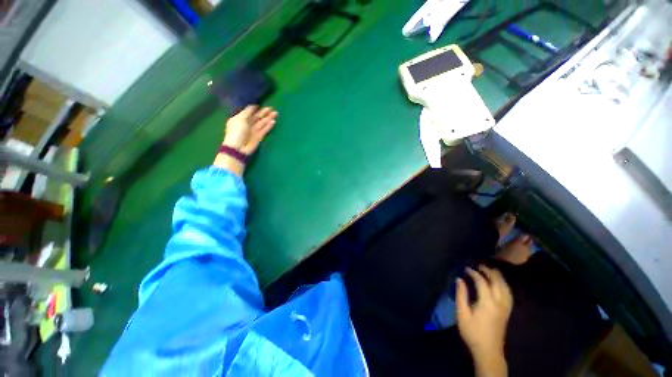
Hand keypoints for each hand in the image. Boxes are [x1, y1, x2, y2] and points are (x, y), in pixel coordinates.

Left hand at [223, 105, 277, 154]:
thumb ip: (247, 112)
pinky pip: (264, 130)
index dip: (255, 109)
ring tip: (276, 114)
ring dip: (268, 118)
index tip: (261, 105)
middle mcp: (247, 124)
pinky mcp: (259, 137)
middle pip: (257, 117)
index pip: (249, 113)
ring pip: (262, 123)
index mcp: (240, 119)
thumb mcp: (240, 119)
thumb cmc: (237, 131)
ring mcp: (253, 131)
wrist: (239, 148)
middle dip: (264, 113)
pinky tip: (273, 122)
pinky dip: (268, 126)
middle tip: (272, 109)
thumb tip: (253, 106)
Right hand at [456, 266, 512, 368]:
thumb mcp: (462, 314)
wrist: (488, 351)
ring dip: (498, 277)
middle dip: (489, 271)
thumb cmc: (472, 332)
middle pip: (498, 282)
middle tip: (479, 265)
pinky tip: (499, 283)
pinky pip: (508, 293)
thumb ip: (461, 295)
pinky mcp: (508, 311)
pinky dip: (503, 284)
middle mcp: (500, 303)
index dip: (474, 273)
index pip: (482, 282)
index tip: (466, 268)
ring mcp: (506, 307)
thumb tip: (459, 279)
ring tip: (489, 270)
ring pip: (505, 287)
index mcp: (488, 303)